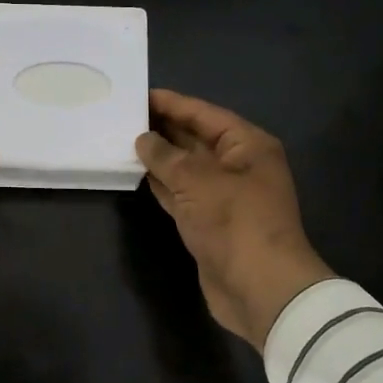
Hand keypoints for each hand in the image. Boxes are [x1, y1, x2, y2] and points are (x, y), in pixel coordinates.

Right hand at [136, 89, 333, 350]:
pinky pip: (181, 193)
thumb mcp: (197, 180)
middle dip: (163, 128)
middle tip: (123, 115)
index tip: (138, 94)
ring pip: (185, 167)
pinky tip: (137, 173)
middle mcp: (238, 165)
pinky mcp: (209, 222)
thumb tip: (143, 139)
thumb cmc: (234, 222)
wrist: (260, 288)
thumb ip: (165, 156)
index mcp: (247, 145)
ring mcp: (224, 196)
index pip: (204, 114)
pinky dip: (161, 184)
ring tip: (122, 139)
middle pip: (195, 138)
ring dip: (158, 157)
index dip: (172, 103)